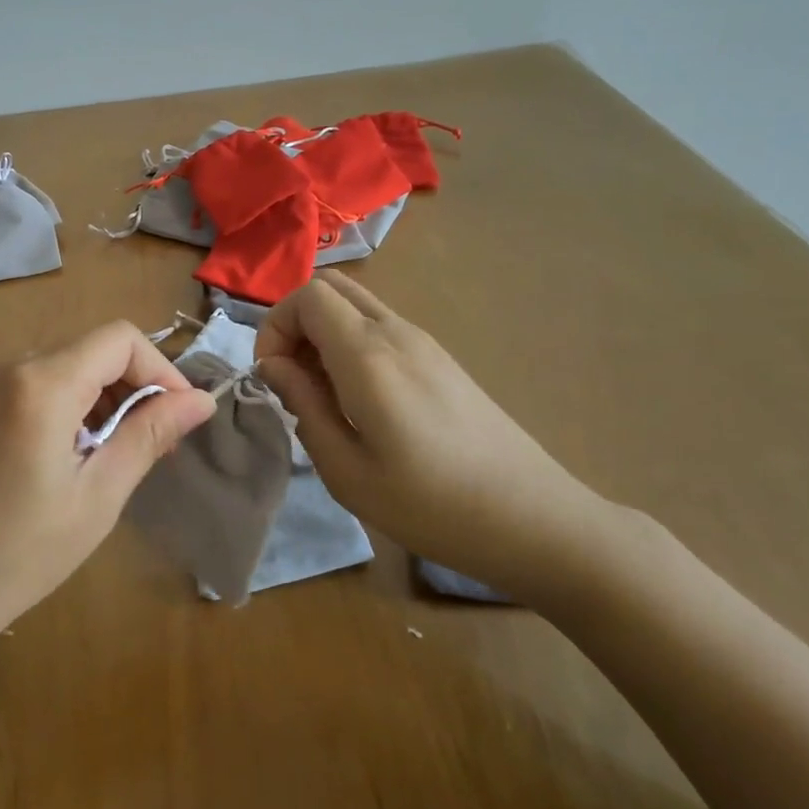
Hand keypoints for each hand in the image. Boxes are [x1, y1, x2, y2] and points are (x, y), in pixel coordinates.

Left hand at [0, 322, 215, 663]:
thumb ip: (149, 435)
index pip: (119, 339)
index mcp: (40, 382)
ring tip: (114, 455)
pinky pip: (34, 382)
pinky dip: (67, 404)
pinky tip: (72, 453)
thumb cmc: (20, 553)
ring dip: (101, 398)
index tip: (179, 416)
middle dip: (132, 387)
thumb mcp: (98, 495)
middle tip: (154, 445)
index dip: (160, 369)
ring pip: (64, 365)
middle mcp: (8, 365)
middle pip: (91, 350)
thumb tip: (202, 399)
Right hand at [254, 272, 611, 598]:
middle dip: (295, 323)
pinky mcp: (441, 359)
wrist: (535, 520)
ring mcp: (424, 342)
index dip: (275, 326)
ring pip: (356, 305)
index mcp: (369, 355)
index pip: (307, 296)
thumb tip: (273, 367)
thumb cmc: (431, 505)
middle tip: (292, 378)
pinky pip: (380, 327)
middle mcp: (396, 333)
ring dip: (324, 334)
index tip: (273, 376)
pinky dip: (352, 344)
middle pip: (330, 288)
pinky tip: (361, 400)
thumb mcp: (347, 470)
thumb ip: (303, 405)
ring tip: (324, 394)